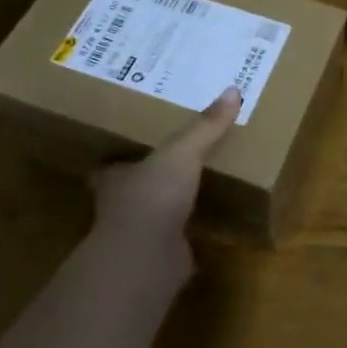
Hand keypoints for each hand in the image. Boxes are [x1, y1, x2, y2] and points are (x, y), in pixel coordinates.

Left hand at [90, 88, 240, 267]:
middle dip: (151, 179)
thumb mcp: (182, 152)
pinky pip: (176, 239)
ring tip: (199, 188)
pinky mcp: (159, 257)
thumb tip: (232, 90)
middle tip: (177, 161)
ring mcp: (139, 235)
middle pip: (134, 188)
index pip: (114, 164)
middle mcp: (122, 206)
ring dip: (170, 206)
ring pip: (154, 215)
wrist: (147, 257)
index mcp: (118, 177)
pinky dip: (189, 233)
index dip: (124, 155)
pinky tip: (209, 223)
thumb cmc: (153, 195)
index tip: (138, 144)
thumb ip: (205, 126)